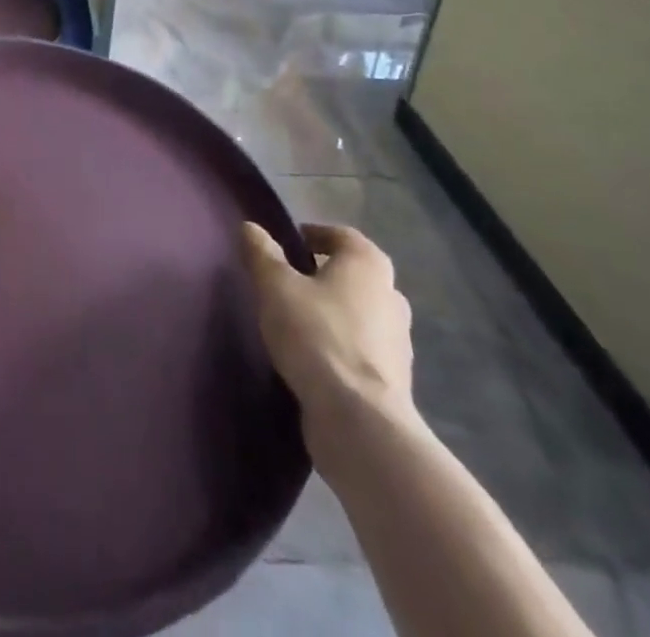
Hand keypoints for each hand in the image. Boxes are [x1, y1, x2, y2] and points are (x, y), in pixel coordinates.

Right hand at [241, 221, 414, 432]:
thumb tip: (251, 228)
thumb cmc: (316, 335)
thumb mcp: (275, 286)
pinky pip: (362, 349)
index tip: (285, 246)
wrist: (358, 420)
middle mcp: (391, 296)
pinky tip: (313, 358)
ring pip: (360, 314)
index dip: (312, 236)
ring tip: (296, 323)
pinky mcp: (394, 380)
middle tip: (287, 283)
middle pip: (353, 275)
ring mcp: (398, 342)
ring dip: (333, 313)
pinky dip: (340, 346)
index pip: (341, 236)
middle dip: (323, 276)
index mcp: (368, 264)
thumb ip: (262, 253)